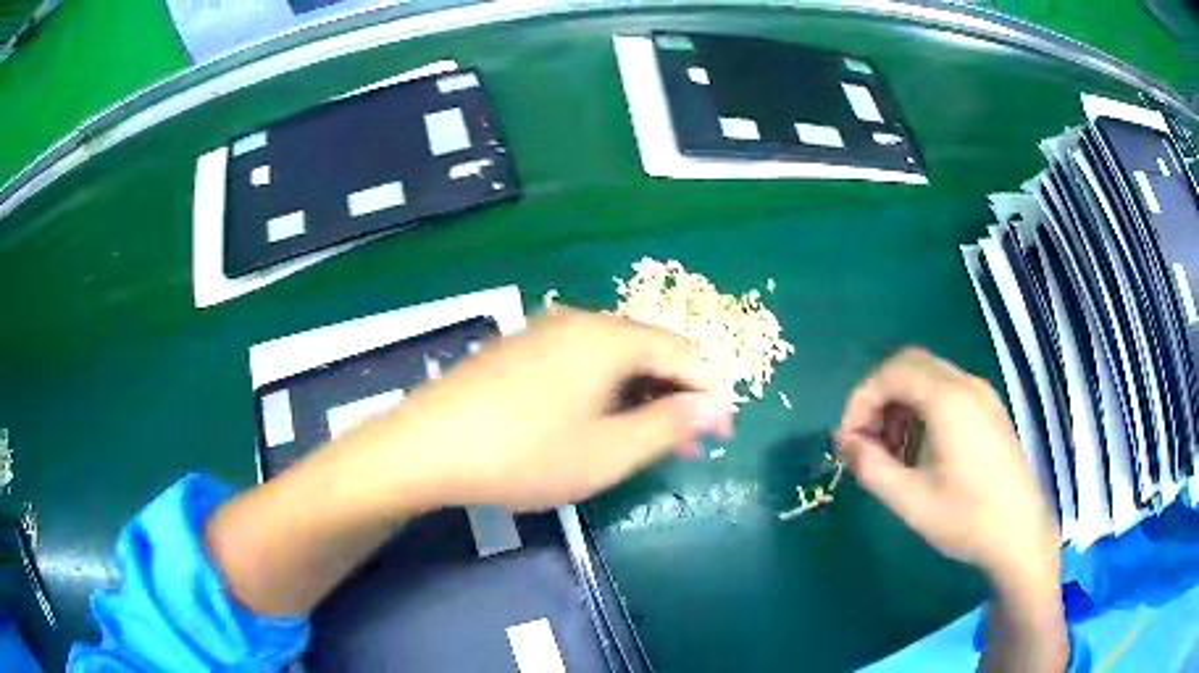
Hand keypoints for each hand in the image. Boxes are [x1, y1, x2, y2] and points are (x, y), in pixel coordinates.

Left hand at [339, 309, 732, 513]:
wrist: (427, 445)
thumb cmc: (524, 454)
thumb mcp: (607, 452)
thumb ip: (668, 427)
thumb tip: (715, 408)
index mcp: (609, 338)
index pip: (682, 353)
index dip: (709, 393)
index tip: (720, 435)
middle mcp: (580, 321)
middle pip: (648, 349)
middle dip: (674, 395)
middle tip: (686, 444)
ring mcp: (543, 331)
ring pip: (613, 356)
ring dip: (640, 393)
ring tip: (643, 437)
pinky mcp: (518, 349)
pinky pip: (579, 361)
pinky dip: (604, 388)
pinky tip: (593, 419)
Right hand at [835, 347, 1057, 582]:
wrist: (1020, 534)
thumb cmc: (966, 519)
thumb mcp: (910, 500)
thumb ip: (871, 467)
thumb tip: (845, 444)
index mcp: (948, 401)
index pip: (891, 373)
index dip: (860, 400)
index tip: (846, 440)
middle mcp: (967, 385)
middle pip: (910, 364)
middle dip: (879, 397)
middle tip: (865, 439)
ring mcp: (983, 395)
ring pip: (929, 376)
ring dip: (900, 402)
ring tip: (890, 450)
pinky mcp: (990, 410)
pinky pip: (947, 391)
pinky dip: (922, 408)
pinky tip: (920, 448)